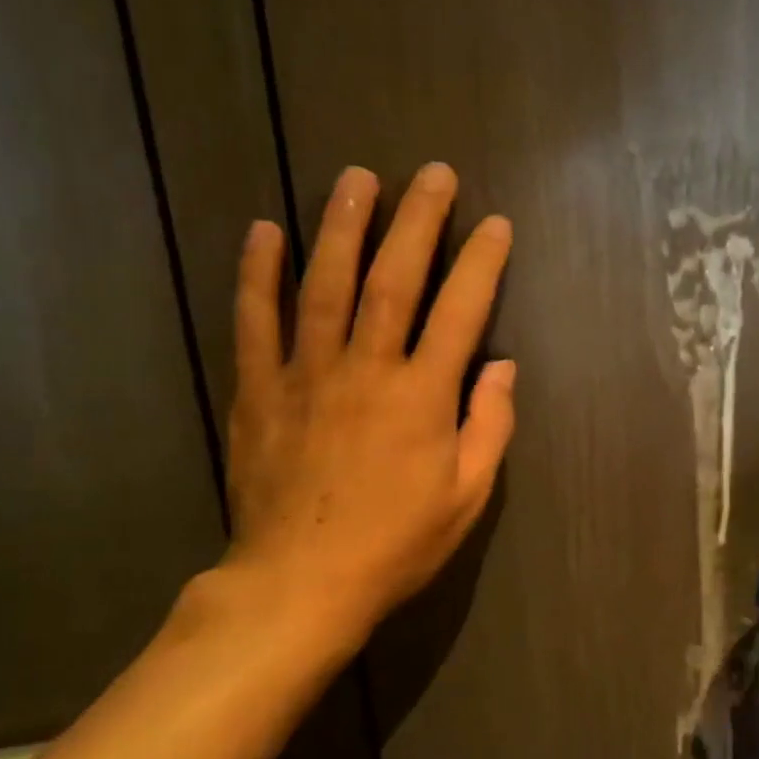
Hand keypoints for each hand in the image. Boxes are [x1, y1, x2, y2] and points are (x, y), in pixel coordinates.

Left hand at [220, 162, 513, 656]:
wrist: (300, 584)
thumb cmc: (397, 543)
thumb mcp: (467, 496)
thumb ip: (490, 426)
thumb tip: (502, 366)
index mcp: (423, 396)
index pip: (460, 311)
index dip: (482, 263)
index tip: (496, 224)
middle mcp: (366, 369)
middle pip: (393, 279)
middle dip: (418, 221)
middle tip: (433, 174)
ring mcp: (306, 374)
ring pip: (325, 284)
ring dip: (343, 226)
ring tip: (357, 177)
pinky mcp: (259, 390)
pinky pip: (255, 321)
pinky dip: (258, 273)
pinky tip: (265, 231)